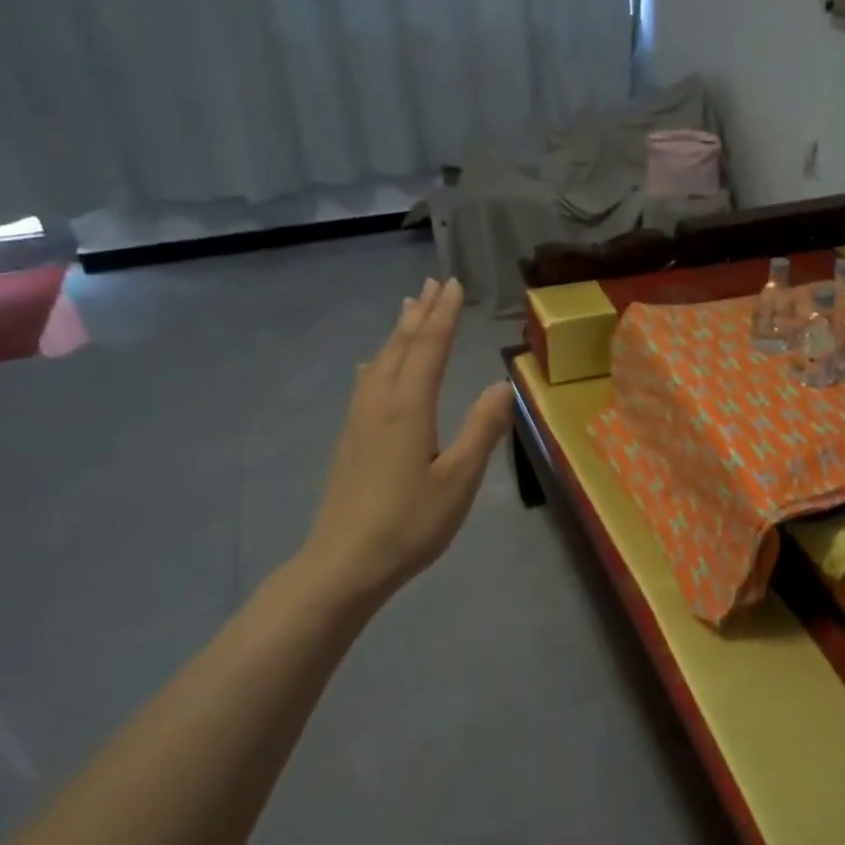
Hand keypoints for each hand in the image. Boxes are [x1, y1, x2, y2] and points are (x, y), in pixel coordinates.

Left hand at [297, 277, 513, 611]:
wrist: (344, 562)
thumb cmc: (410, 523)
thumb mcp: (459, 480)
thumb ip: (482, 429)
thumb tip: (500, 383)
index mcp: (409, 407)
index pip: (430, 348)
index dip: (444, 315)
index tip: (454, 284)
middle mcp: (380, 402)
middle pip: (401, 346)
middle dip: (420, 313)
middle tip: (432, 282)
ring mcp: (359, 419)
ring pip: (380, 361)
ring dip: (398, 331)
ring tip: (408, 308)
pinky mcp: (350, 437)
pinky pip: (366, 381)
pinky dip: (377, 361)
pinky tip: (370, 365)